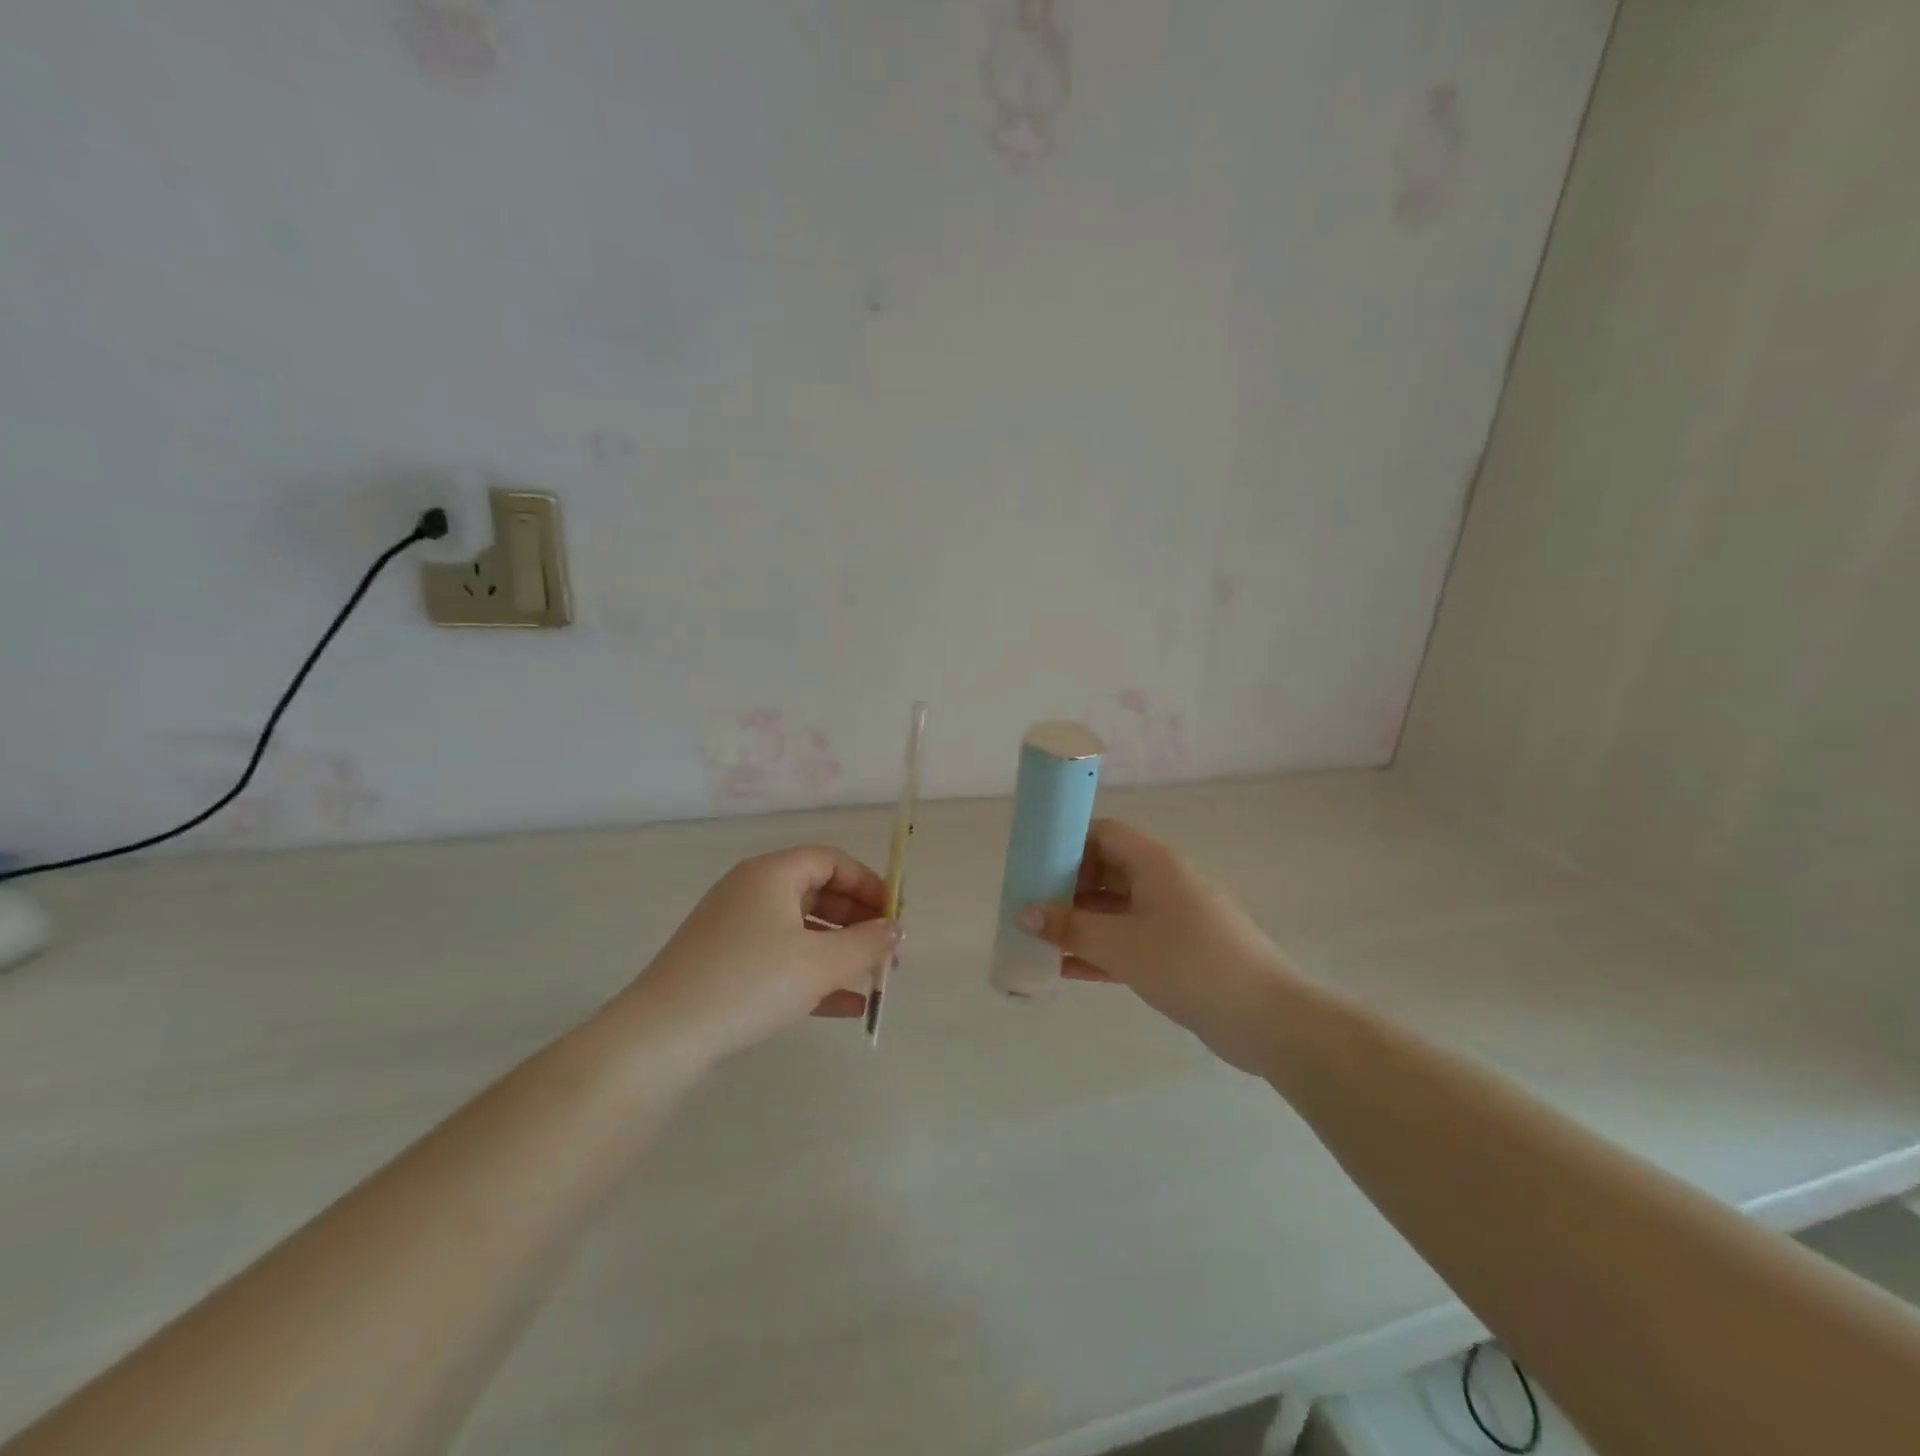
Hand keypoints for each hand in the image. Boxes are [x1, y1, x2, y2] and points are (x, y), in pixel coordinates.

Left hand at [615, 846, 898, 1067]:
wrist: (661, 1039)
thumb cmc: (749, 983)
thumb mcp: (819, 964)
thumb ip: (867, 943)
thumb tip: (895, 929)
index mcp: (772, 875)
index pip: (831, 861)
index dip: (869, 883)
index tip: (895, 914)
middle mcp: (752, 892)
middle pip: (818, 893)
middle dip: (858, 920)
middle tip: (887, 950)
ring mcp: (735, 929)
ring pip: (802, 930)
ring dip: (840, 951)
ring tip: (873, 978)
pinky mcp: (726, 965)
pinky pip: (782, 959)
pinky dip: (814, 974)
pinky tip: (846, 1006)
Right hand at [1018, 819, 1295, 1072]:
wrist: (1266, 1018)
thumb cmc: (1188, 963)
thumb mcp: (1121, 944)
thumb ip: (1069, 927)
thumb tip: (1025, 912)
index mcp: (1154, 863)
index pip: (1103, 833)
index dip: (1067, 842)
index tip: (1033, 864)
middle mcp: (1163, 883)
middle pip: (1105, 872)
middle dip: (1065, 888)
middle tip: (1028, 907)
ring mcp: (1172, 920)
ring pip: (1114, 911)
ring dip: (1078, 924)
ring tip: (1036, 940)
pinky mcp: (1177, 954)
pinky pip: (1128, 943)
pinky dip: (1099, 952)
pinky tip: (1063, 970)